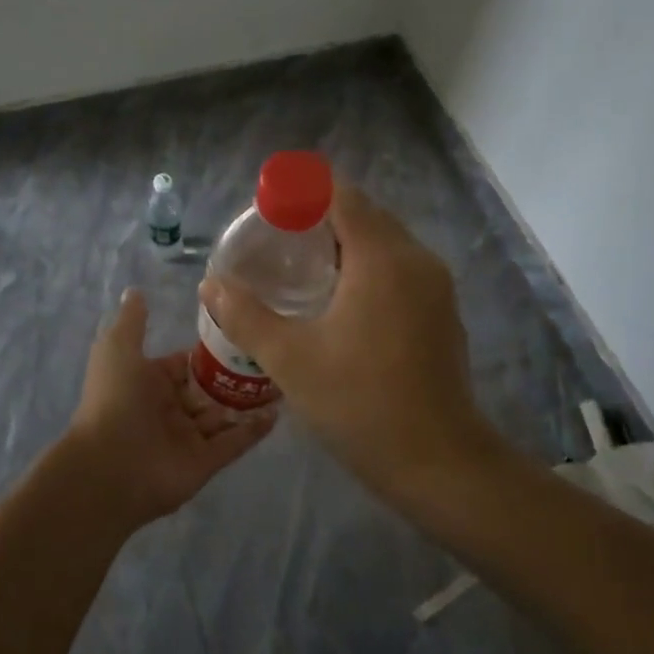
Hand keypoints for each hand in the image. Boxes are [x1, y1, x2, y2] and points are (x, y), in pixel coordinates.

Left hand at [65, 288, 276, 527]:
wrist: (108, 466)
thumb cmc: (115, 399)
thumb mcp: (119, 349)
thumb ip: (132, 321)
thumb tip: (136, 290)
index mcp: (150, 382)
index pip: (186, 363)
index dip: (209, 351)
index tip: (242, 332)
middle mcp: (170, 408)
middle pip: (209, 389)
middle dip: (235, 376)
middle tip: (270, 356)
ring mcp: (189, 437)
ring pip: (224, 415)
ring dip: (249, 401)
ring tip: (283, 380)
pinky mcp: (205, 463)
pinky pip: (234, 443)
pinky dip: (254, 430)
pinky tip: (277, 412)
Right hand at [198, 184, 502, 500]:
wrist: (439, 462)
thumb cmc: (361, 403)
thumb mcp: (290, 359)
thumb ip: (245, 315)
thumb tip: (210, 284)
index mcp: (381, 258)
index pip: (342, 195)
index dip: (302, 191)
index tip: (268, 207)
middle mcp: (415, 259)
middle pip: (365, 214)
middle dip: (320, 216)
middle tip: (276, 239)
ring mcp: (435, 286)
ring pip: (385, 241)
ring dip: (345, 242)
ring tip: (300, 267)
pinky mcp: (442, 311)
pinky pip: (400, 268)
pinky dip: (368, 266)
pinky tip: (339, 300)